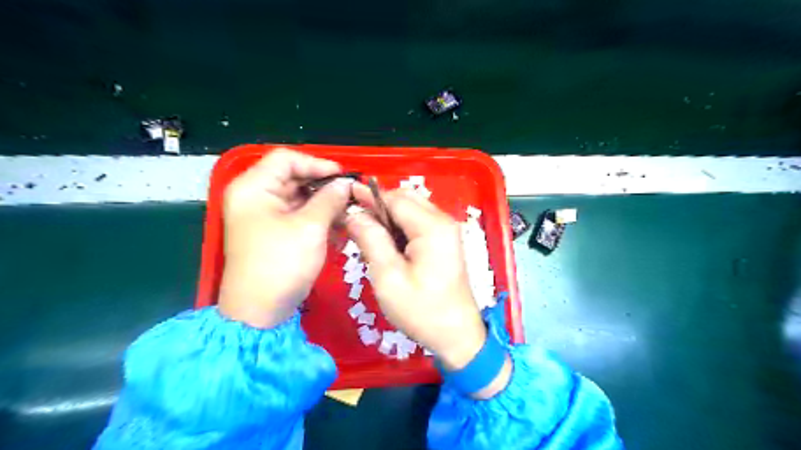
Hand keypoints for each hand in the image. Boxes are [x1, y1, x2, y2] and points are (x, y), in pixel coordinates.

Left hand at [219, 149, 353, 328]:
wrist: (260, 312)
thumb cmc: (281, 264)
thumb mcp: (310, 227)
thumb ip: (330, 199)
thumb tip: (346, 183)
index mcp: (254, 187)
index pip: (287, 159)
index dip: (317, 164)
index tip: (344, 177)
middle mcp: (255, 197)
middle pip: (294, 178)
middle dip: (325, 187)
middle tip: (352, 197)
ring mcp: (264, 216)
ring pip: (300, 198)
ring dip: (325, 204)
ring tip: (349, 215)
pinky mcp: (274, 232)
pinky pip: (299, 216)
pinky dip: (319, 219)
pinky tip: (339, 229)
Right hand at [342, 188, 484, 370]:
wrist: (456, 334)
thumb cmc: (421, 310)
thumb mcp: (389, 277)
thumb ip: (371, 240)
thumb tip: (354, 213)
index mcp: (431, 227)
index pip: (395, 199)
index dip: (368, 197)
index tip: (344, 198)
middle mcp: (442, 221)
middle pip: (406, 199)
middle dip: (378, 204)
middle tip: (354, 219)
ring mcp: (446, 230)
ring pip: (411, 209)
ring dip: (388, 215)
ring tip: (365, 231)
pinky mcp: (445, 241)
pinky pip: (418, 222)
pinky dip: (399, 226)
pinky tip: (384, 241)